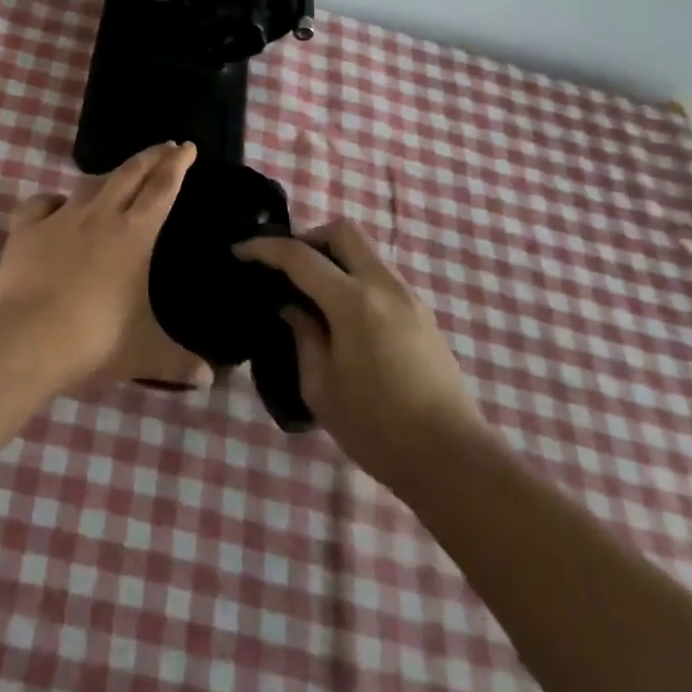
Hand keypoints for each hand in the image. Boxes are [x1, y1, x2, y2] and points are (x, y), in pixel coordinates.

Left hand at [0, 142, 209, 391]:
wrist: (27, 337)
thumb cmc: (95, 340)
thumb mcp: (143, 354)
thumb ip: (178, 362)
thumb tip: (211, 380)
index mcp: (134, 235)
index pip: (161, 189)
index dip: (176, 165)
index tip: (186, 147)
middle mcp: (100, 216)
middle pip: (129, 173)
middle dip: (150, 156)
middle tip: (165, 145)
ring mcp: (60, 218)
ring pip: (88, 184)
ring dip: (107, 176)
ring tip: (116, 176)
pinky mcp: (25, 229)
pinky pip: (41, 203)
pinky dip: (52, 201)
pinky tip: (55, 206)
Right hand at [236, 221, 486, 487]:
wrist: (452, 459)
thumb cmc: (377, 428)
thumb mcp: (321, 388)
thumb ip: (303, 337)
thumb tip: (292, 308)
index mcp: (354, 302)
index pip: (300, 256)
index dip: (265, 248)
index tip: (239, 250)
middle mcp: (384, 286)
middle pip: (344, 232)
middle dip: (308, 238)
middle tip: (286, 266)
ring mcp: (410, 298)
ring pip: (366, 252)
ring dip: (334, 258)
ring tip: (312, 293)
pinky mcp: (423, 315)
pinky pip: (381, 275)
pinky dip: (355, 277)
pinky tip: (342, 314)